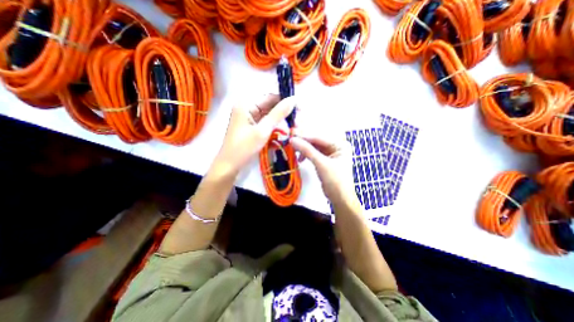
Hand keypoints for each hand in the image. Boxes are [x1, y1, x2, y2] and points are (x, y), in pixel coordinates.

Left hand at [216, 94, 294, 175]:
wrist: (230, 166)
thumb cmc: (244, 148)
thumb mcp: (263, 130)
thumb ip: (278, 114)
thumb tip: (293, 99)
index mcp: (246, 104)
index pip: (270, 96)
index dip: (286, 100)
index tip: (300, 107)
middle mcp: (247, 107)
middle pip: (270, 105)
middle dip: (284, 111)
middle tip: (299, 119)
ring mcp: (249, 117)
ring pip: (269, 114)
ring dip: (281, 119)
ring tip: (295, 125)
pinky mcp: (251, 126)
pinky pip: (266, 122)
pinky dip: (275, 126)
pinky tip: (284, 130)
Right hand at [289, 133, 357, 206]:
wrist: (340, 199)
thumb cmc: (335, 180)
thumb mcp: (321, 164)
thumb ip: (307, 150)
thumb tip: (293, 139)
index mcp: (340, 145)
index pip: (320, 138)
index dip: (305, 137)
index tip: (292, 136)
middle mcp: (336, 147)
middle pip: (317, 142)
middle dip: (304, 143)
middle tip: (291, 143)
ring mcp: (331, 154)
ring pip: (314, 148)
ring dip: (304, 150)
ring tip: (294, 152)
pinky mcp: (325, 161)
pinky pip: (314, 155)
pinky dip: (307, 155)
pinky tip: (300, 158)